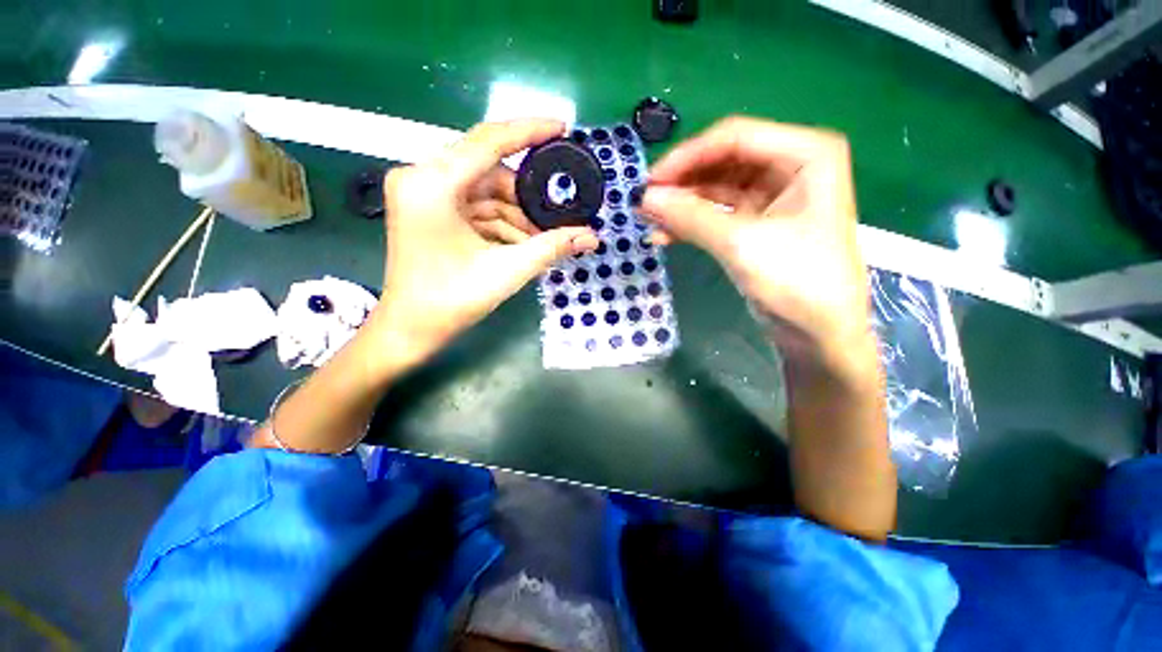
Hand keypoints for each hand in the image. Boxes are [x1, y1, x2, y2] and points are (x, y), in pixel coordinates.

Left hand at [372, 120, 599, 366]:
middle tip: (557, 213)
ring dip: (515, 215)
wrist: (410, 329)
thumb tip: (592, 237)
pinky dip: (500, 222)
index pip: (489, 141)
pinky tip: (520, 243)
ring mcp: (423, 193)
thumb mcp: (507, 270)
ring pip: (485, 191)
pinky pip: (475, 205)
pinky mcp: (429, 209)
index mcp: (432, 183)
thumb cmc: (451, 302)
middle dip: (526, 195)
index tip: (562, 128)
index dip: (529, 131)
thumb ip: (552, 248)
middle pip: (489, 170)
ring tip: (540, 239)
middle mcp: (421, 177)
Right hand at [641, 116, 874, 378]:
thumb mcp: (741, 244)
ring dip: (681, 203)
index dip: (687, 156)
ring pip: (715, 188)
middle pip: (722, 160)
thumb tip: (645, 198)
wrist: (819, 333)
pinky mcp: (754, 223)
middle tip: (644, 202)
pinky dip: (690, 222)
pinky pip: (715, 213)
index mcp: (805, 154)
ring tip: (648, 219)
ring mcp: (771, 196)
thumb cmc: (797, 281)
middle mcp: (789, 166)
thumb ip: (690, 217)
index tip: (650, 181)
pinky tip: (664, 235)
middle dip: (682, 182)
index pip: (734, 137)